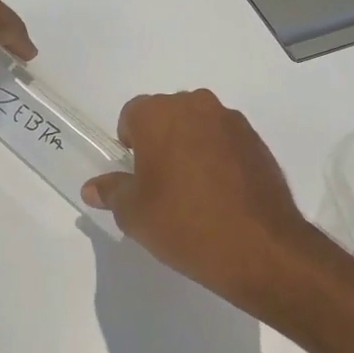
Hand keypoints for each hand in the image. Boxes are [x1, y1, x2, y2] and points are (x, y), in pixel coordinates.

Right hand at [82, 90, 320, 308]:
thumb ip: (112, 192)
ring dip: (190, 148)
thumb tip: (93, 187)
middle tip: (160, 185)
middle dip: (160, 142)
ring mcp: (232, 122)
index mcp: (159, 114)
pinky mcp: (258, 142)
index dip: (128, 145)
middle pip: (167, 116)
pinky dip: (218, 159)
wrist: (260, 247)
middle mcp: (197, 106)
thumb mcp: (134, 214)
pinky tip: (220, 196)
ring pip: (199, 127)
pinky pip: (225, 142)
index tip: (135, 176)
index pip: (131, 115)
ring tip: (193, 192)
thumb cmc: (184, 223)